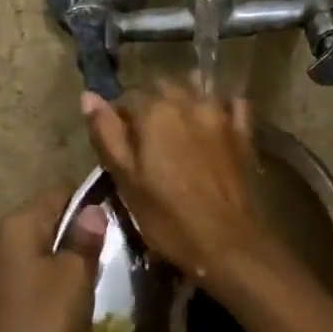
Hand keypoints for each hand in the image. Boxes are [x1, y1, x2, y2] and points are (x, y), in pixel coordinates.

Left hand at [0, 190, 105, 331]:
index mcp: (17, 225)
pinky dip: (52, 279)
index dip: (89, 203)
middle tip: (111, 252)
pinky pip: (31, 273)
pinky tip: (70, 300)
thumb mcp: (75, 276)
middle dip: (79, 232)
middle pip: (48, 220)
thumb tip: (93, 209)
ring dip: (67, 258)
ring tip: (95, 276)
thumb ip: (86, 238)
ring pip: (41, 248)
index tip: (117, 221)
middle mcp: (0, 239)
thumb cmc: (44, 321)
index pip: (59, 194)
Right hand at [80, 82, 268, 278]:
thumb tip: (89, 96)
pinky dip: (221, 109)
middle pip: (162, 89)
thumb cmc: (167, 217)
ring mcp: (221, 115)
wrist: (226, 242)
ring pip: (196, 91)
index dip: (119, 120)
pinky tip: (214, 125)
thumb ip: (107, 134)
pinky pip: (232, 106)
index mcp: (154, 111)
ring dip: (183, 103)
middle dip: (151, 107)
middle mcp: (189, 102)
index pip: (127, 99)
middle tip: (147, 142)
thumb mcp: (126, 180)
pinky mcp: (243, 133)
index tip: (120, 146)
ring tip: (177, 133)